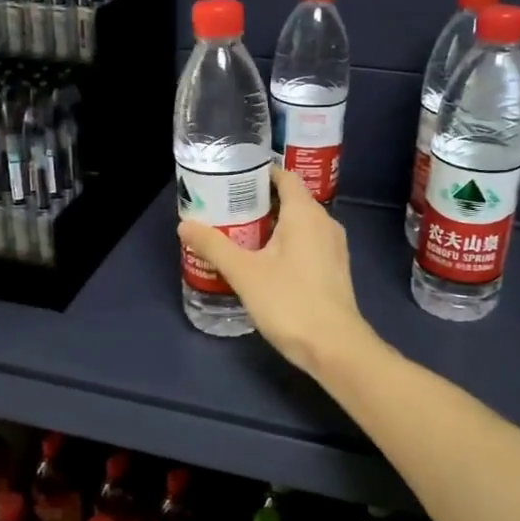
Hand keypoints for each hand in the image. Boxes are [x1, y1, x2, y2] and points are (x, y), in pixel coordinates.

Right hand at [177, 166, 376, 378]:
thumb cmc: (289, 302)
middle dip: (258, 202)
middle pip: (290, 200)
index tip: (231, 179)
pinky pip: (307, 243)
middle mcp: (325, 222)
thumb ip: (213, 246)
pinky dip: (285, 244)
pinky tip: (263, 262)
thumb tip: (185, 225)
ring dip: (271, 225)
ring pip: (299, 224)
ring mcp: (333, 247)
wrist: (334, 347)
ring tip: (238, 234)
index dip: (259, 173)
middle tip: (225, 209)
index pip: (284, 176)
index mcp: (305, 213)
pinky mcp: (334, 269)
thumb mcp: (244, 273)